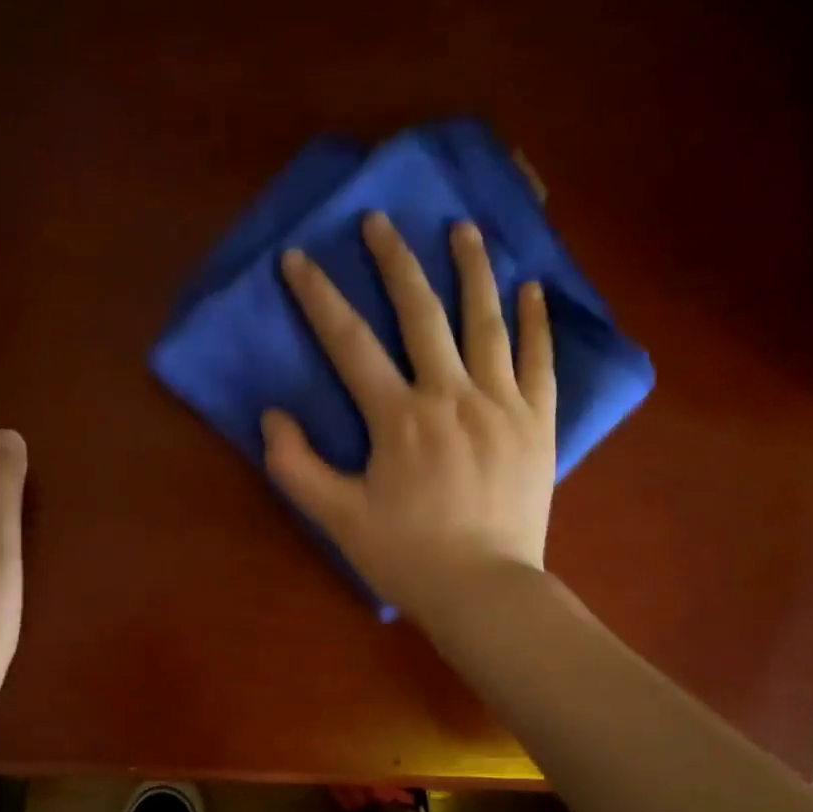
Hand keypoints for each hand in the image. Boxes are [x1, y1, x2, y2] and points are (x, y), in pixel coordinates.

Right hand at [261, 211, 556, 621]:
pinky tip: (529, 289)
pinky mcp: (538, 423)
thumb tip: (273, 416)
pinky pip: (539, 361)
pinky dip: (534, 322)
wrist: (484, 591)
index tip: (297, 259)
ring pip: (485, 322)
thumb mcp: (337, 519)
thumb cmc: (407, 557)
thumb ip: (297, 467)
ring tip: (462, 228)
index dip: (318, 297)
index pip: (349, 343)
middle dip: (394, 262)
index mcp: (399, 418)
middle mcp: (451, 395)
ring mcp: (502, 404)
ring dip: (471, 270)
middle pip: (420, 314)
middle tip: (379, 220)